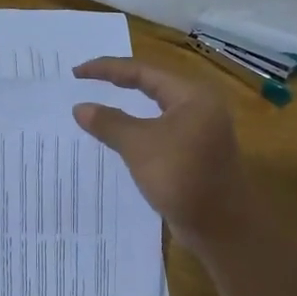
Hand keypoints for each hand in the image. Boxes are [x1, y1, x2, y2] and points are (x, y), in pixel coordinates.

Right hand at [72, 57, 254, 248]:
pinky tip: (120, 139)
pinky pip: (161, 134)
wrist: (220, 226)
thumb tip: (80, 107)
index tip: (76, 73)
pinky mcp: (196, 154)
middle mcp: (200, 107)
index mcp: (192, 95)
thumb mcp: (139, 146)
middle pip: (153, 86)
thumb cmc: (181, 177)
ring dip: (128, 110)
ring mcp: (200, 132)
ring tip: (98, 107)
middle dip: (119, 83)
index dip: (107, 69)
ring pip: (157, 112)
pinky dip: (139, 131)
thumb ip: (109, 122)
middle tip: (86, 82)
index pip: (143, 72)